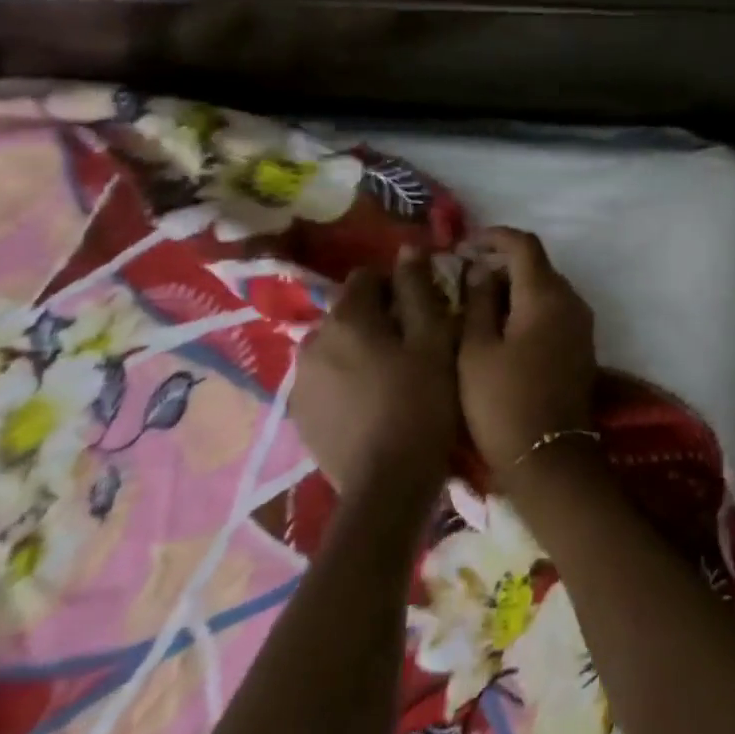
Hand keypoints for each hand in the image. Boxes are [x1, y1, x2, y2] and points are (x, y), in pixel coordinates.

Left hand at [292, 247, 458, 491]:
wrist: (388, 485)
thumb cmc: (422, 402)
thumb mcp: (434, 338)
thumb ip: (419, 289)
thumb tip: (409, 249)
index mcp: (346, 317)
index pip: (368, 277)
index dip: (398, 288)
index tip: (423, 310)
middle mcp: (312, 340)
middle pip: (349, 312)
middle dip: (378, 319)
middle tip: (413, 346)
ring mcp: (300, 381)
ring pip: (336, 346)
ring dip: (360, 350)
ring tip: (393, 377)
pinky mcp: (299, 415)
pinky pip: (327, 379)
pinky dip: (347, 381)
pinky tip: (372, 403)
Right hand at [458, 228, 597, 478]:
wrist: (549, 458)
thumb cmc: (502, 402)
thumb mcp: (475, 350)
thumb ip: (478, 301)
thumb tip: (479, 269)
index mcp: (546, 295)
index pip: (524, 245)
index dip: (494, 237)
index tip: (465, 244)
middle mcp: (572, 301)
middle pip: (538, 265)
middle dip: (502, 263)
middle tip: (464, 277)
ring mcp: (581, 324)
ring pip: (546, 288)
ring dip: (515, 287)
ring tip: (477, 303)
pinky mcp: (582, 346)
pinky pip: (554, 310)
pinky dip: (529, 307)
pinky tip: (502, 327)